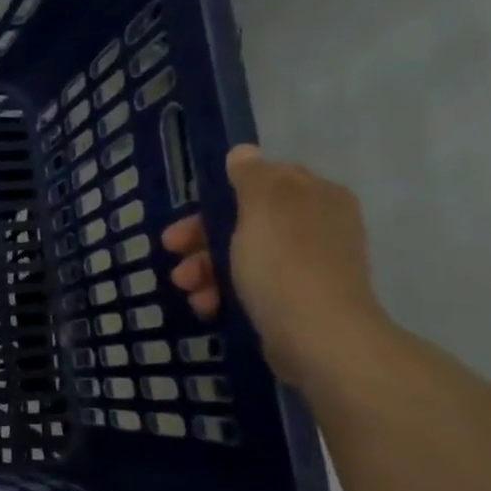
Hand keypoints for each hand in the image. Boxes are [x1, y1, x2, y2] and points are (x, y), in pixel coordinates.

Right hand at [162, 145, 390, 387]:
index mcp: (315, 196)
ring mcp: (310, 266)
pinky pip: (251, 288)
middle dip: (203, 237)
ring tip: (186, 287)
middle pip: (246, 220)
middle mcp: (318, 226)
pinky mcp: (297, 302)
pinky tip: (207, 306)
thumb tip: (245, 153)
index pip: (263, 181)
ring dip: (206, 268)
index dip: (220, 195)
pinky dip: (224, 293)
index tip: (189, 212)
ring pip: (243, 256)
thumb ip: (251, 175)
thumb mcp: (262, 206)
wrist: (318, 338)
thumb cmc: (284, 263)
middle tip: (172, 249)